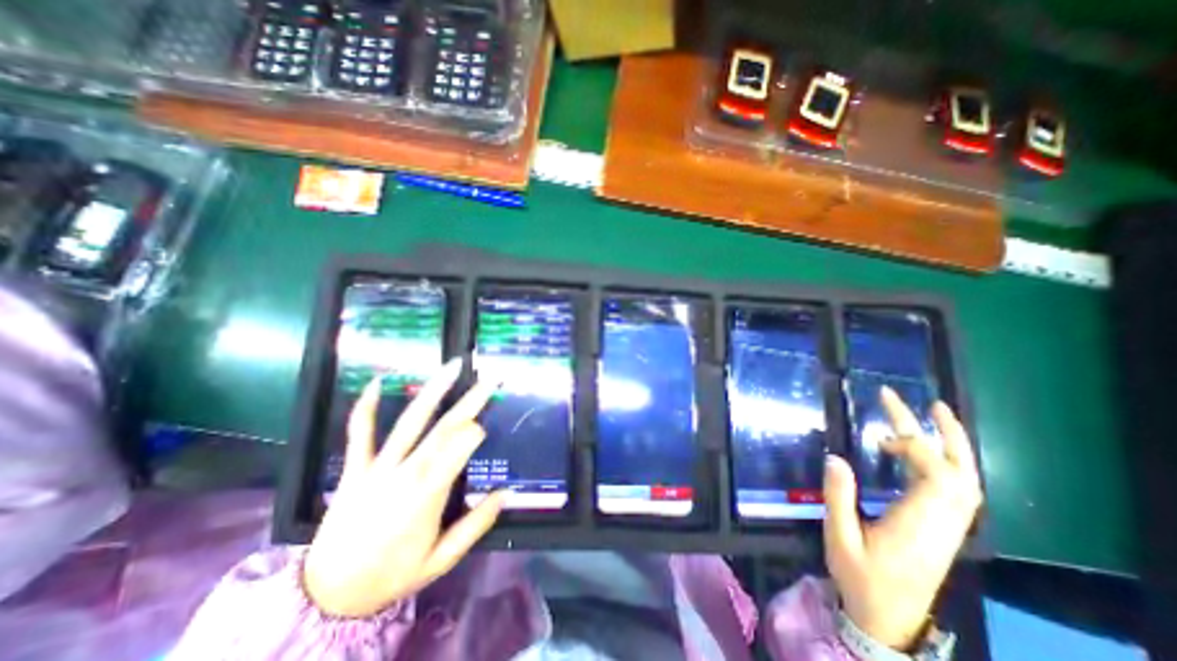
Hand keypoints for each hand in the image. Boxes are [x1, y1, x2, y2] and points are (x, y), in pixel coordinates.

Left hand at [301, 359, 504, 616]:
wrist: (326, 596)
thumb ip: (476, 526)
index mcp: (427, 496)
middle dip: (470, 401)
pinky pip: (359, 433)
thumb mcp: (441, 560)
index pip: (457, 450)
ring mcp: (377, 467)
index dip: (473, 434)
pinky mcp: (355, 468)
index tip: (486, 427)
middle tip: (489, 379)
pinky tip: (377, 381)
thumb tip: (506, 494)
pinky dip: (367, 407)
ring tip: (452, 367)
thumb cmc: (392, 575)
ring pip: (409, 421)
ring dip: (433, 391)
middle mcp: (404, 473)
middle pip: (443, 429)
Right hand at [820, 387, 985, 649]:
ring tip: (930, 416)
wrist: (888, 619)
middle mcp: (943, 524)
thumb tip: (835, 457)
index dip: (917, 448)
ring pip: (965, 482)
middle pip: (961, 475)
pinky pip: (955, 490)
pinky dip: (942, 463)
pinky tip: (917, 452)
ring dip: (951, 446)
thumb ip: (838, 497)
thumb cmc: (860, 578)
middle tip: (926, 404)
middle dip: (945, 436)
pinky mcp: (943, 529)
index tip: (883, 432)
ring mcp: (948, 528)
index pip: (938, 479)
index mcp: (919, 527)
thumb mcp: (840, 538)